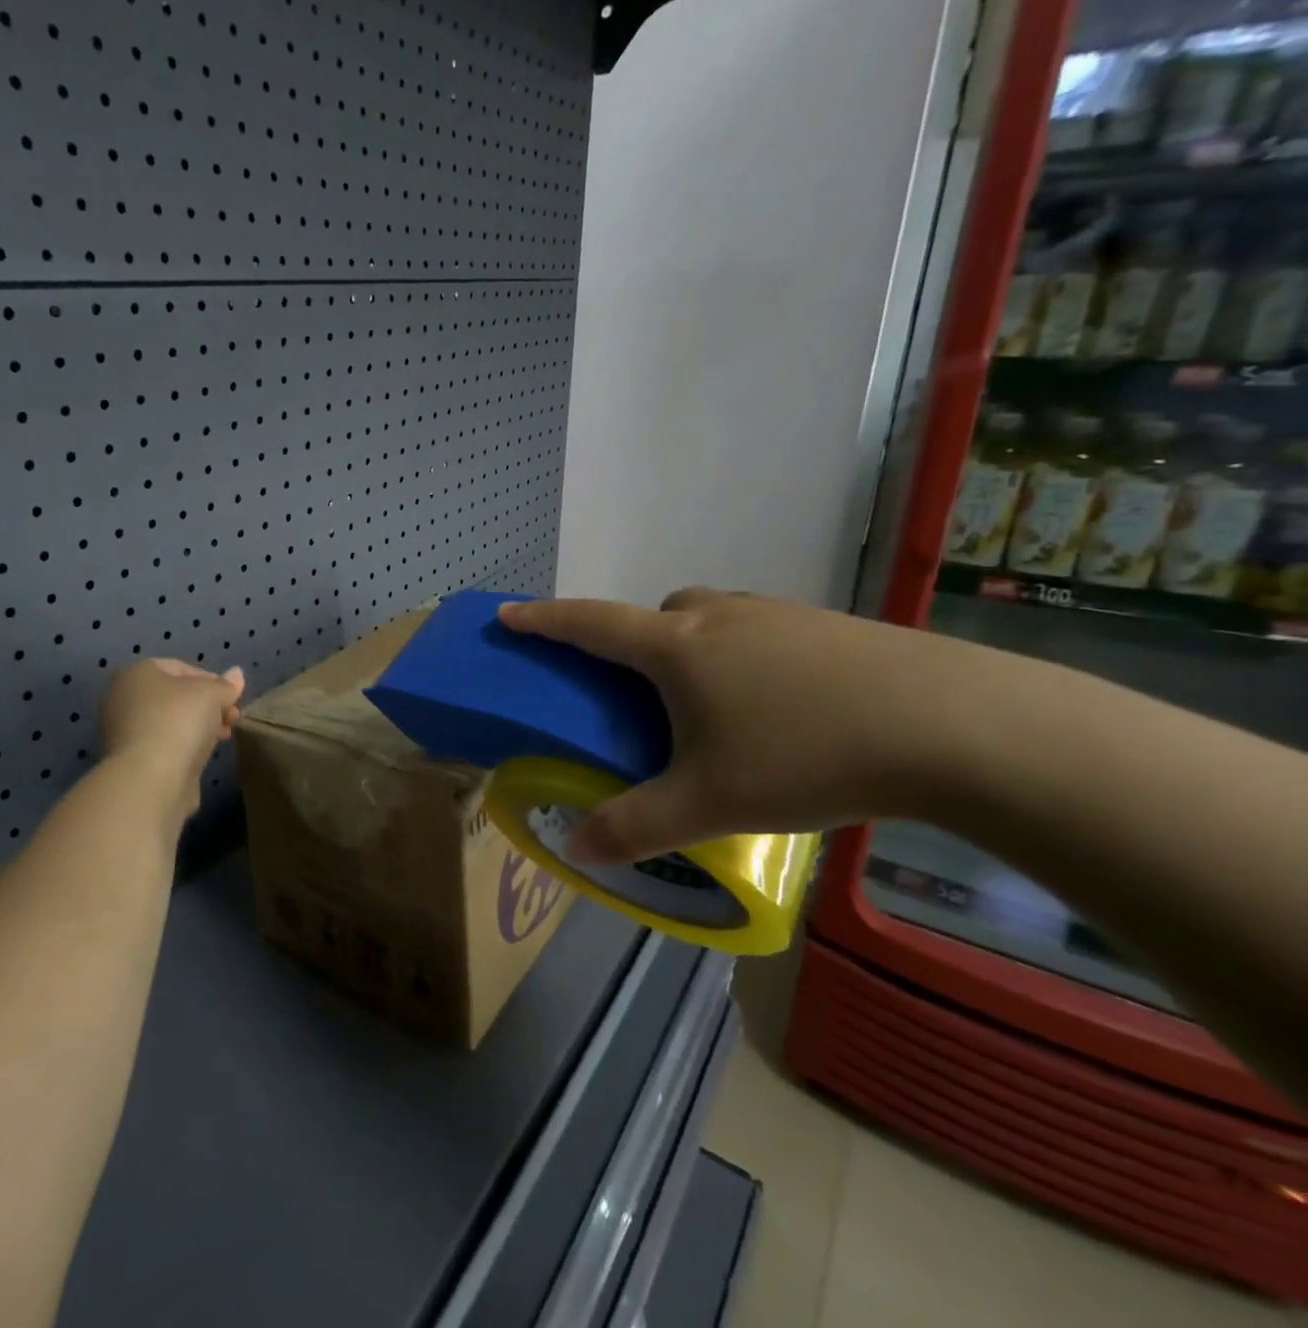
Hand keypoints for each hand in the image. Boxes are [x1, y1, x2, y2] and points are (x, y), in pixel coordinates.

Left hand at [99, 659, 245, 817]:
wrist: (151, 780)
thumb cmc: (179, 722)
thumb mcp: (211, 695)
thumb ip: (225, 685)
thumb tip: (237, 674)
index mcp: (136, 674)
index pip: (179, 668)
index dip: (211, 679)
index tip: (232, 696)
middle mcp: (123, 699)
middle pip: (175, 696)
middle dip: (207, 705)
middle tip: (232, 717)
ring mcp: (124, 732)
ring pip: (171, 721)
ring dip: (200, 726)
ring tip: (224, 736)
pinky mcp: (132, 761)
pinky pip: (165, 744)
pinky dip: (185, 745)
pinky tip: (204, 754)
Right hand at [499, 589, 963, 863]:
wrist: (956, 725)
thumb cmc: (805, 755)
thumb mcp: (708, 803)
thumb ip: (634, 827)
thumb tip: (577, 850)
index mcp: (676, 649)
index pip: (589, 625)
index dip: (543, 620)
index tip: (509, 615)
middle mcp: (720, 618)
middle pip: (656, 616)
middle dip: (637, 643)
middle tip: (645, 694)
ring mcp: (779, 616)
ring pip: (712, 621)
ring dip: (694, 648)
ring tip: (716, 708)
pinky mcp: (830, 627)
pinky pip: (760, 632)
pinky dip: (747, 657)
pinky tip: (784, 708)